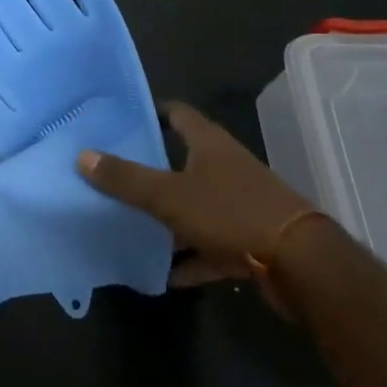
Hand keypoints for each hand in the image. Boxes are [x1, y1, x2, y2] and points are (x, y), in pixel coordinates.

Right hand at [79, 102, 313, 285]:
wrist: (304, 267)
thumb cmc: (232, 213)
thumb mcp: (170, 195)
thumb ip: (126, 178)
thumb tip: (82, 155)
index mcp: (209, 143)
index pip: (177, 113)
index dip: (151, 112)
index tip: (122, 120)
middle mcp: (226, 166)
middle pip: (184, 159)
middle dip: (153, 168)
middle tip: (115, 173)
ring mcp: (241, 204)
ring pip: (196, 204)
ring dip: (170, 217)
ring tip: (132, 223)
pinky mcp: (251, 241)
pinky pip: (211, 245)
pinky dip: (191, 257)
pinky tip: (165, 274)